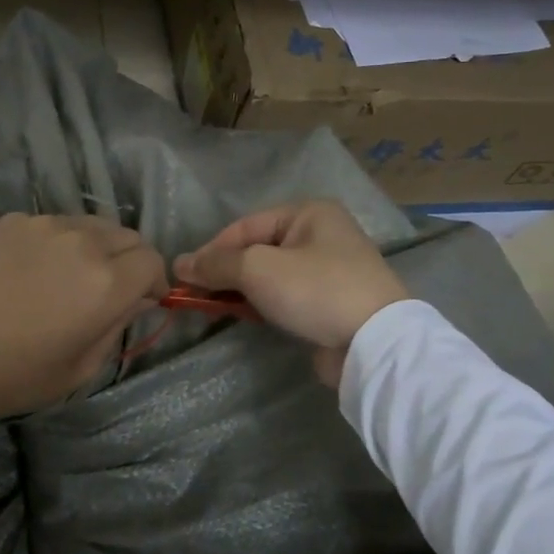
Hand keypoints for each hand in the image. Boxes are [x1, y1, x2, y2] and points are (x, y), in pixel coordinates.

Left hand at [0, 213, 166, 440]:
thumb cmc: (14, 375)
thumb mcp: (81, 368)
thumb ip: (119, 326)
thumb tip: (136, 299)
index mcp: (105, 282)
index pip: (153, 261)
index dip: (154, 282)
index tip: (143, 301)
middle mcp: (82, 242)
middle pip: (128, 236)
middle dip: (131, 261)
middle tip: (112, 290)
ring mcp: (45, 225)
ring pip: (93, 225)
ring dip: (98, 247)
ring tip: (75, 276)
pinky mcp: (14, 220)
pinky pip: (56, 224)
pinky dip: (62, 242)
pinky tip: (38, 269)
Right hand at [174, 200, 406, 386]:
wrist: (375, 341)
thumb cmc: (315, 290)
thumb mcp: (257, 269)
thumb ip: (216, 264)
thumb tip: (179, 264)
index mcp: (308, 212)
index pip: (244, 226)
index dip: (210, 250)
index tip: (183, 277)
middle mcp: (321, 233)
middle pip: (257, 249)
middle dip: (225, 271)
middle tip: (196, 295)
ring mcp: (329, 268)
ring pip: (270, 274)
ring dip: (241, 289)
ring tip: (214, 307)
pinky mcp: (330, 300)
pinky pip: (286, 294)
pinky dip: (263, 303)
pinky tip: (246, 315)